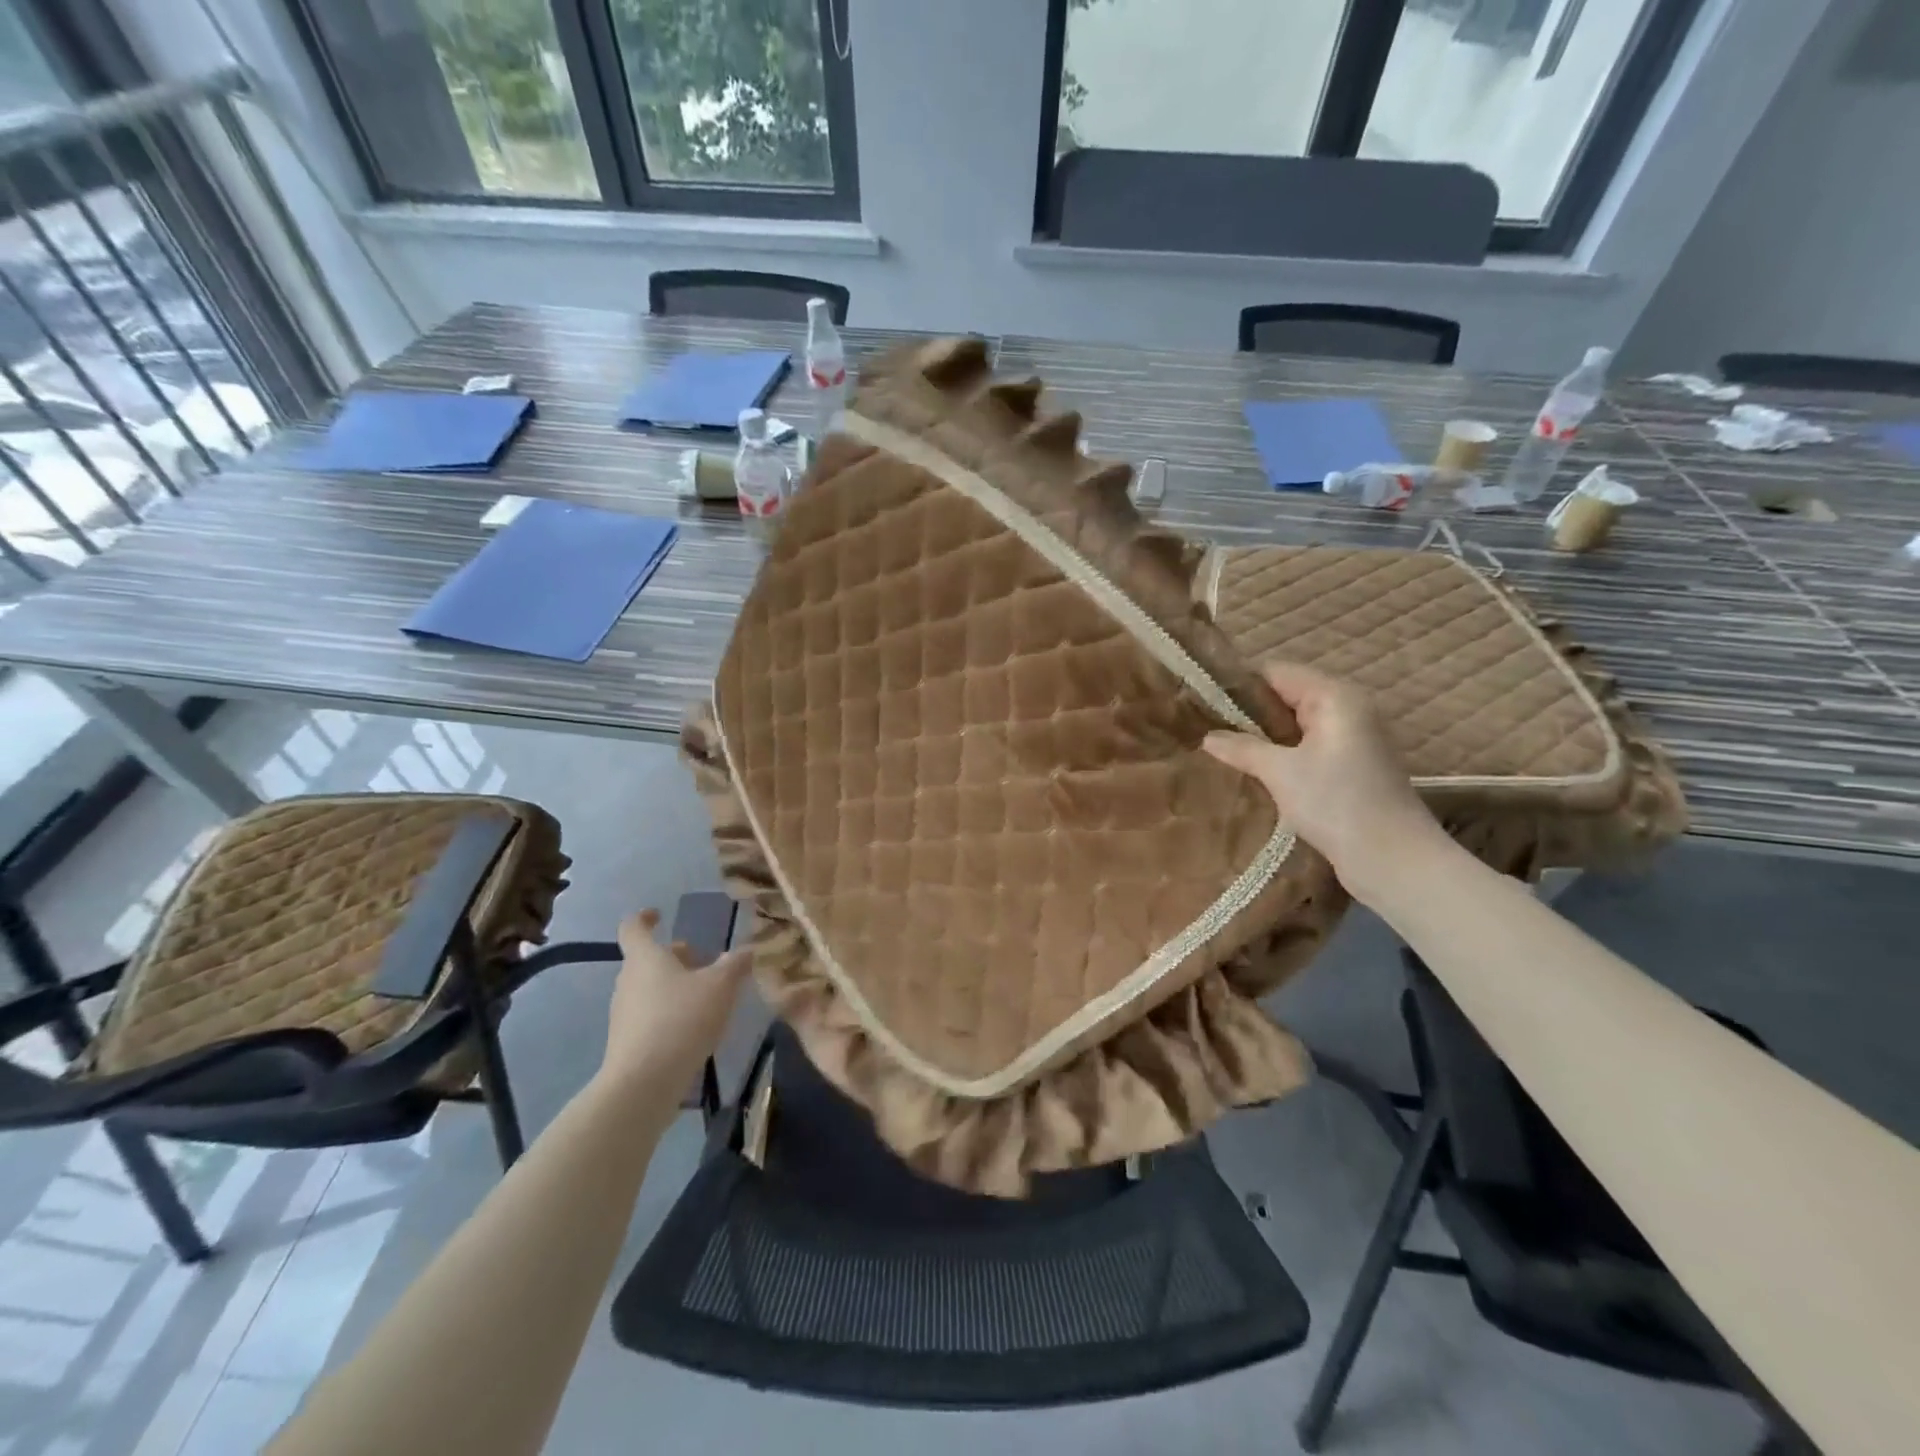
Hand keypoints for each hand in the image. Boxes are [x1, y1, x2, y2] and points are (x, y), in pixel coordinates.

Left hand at [598, 909, 751, 1097]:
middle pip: (647, 960)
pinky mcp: (627, 1042)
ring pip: (650, 988)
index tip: (659, 914)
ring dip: (675, 986)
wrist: (643, 1084)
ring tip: (707, 996)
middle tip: (704, 960)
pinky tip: (695, 1027)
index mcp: (646, 958)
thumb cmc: (681, 1020)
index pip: (633, 927)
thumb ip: (735, 964)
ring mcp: (624, 1013)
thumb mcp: (721, 986)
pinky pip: (649, 1015)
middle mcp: (628, 981)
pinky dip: (670, 1012)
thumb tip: (748, 949)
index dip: (645, 917)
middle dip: (675, 957)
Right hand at [1203, 661, 1443, 902]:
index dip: (1238, 684)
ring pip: (1296, 725)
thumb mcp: (1280, 772)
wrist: (1394, 860)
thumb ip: (1242, 748)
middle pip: (1287, 696)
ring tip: (1222, 750)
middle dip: (1247, 712)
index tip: (1201, 701)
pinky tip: (1254, 772)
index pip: (1276, 672)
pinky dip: (1282, 755)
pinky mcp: (1352, 767)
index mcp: (1335, 697)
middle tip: (1205, 728)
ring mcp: (1353, 739)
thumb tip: (1208, 736)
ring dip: (1263, 737)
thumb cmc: (1336, 804)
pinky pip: (1308, 748)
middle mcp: (1348, 709)